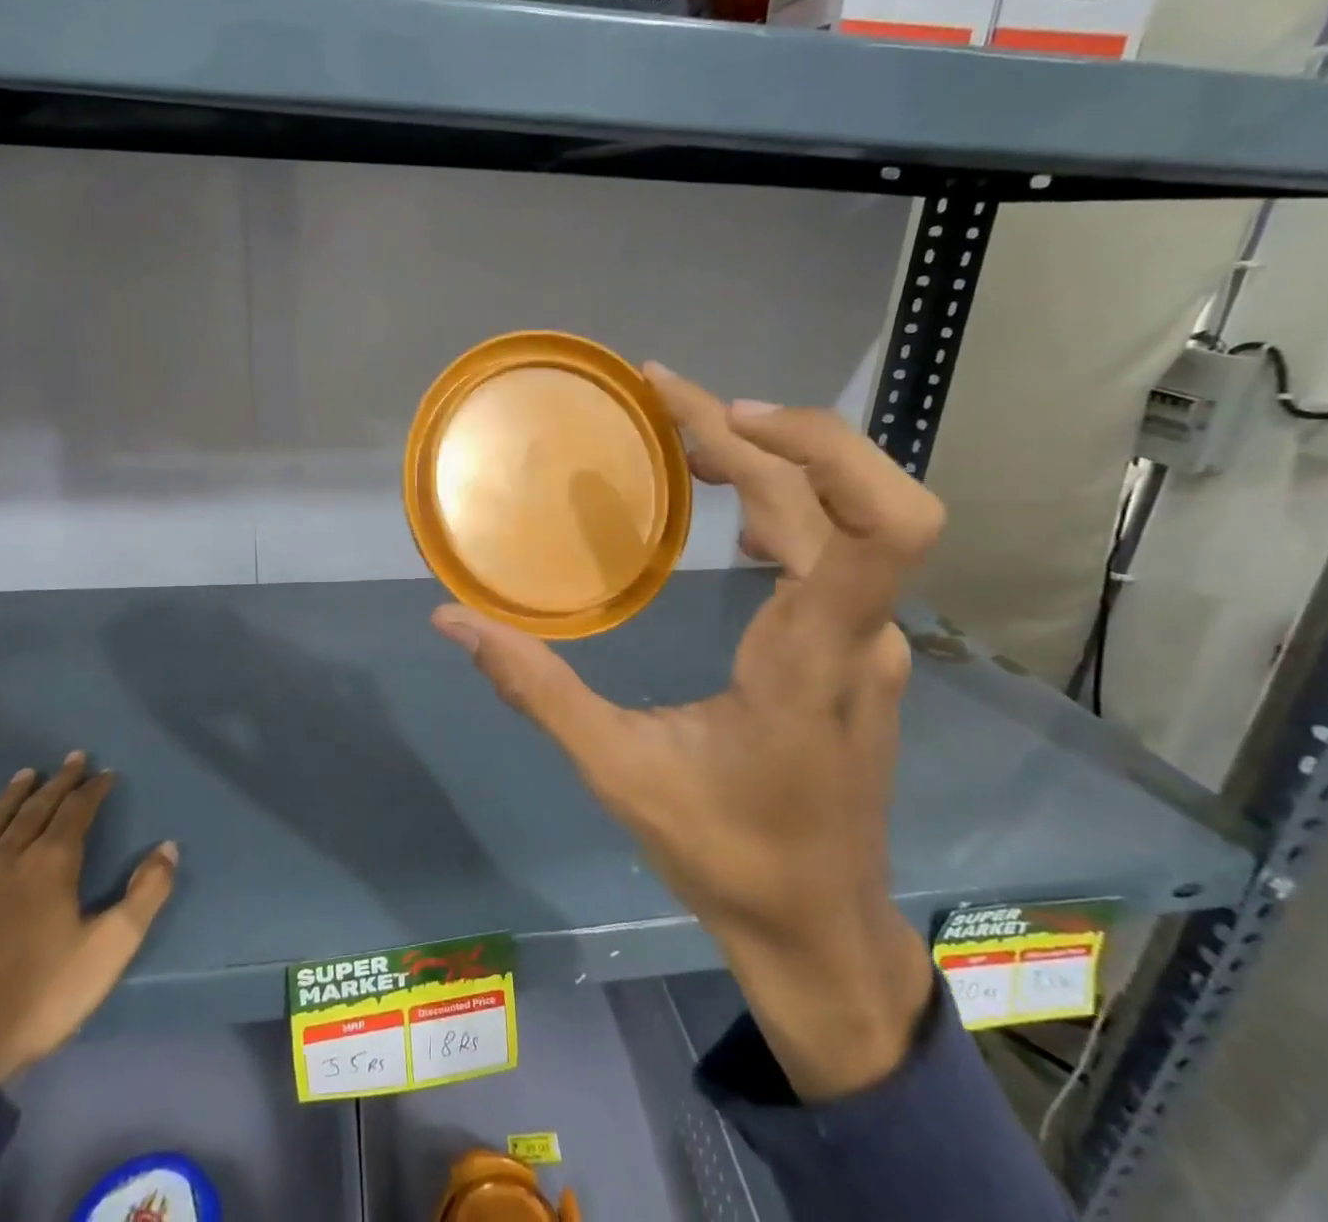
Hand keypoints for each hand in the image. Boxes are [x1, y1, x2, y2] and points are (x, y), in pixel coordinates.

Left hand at [0, 753, 177, 1085]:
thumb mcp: (108, 951)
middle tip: (72, 760)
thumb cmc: (33, 1003)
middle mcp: (0, 862)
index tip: (105, 773)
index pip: (76, 813)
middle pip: (32, 812)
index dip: (93, 790)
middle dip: (57, 783)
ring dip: (7, 800)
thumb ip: (145, 895)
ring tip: (23, 776)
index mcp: (48, 867)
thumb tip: (168, 846)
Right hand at [432, 365, 942, 1099]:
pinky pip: (834, 544)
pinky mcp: (856, 645)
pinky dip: (782, 497)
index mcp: (813, 655)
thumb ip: (534, 688)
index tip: (717, 415)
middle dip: (765, 428)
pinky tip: (723, 507)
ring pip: (846, 511)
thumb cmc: (727, 856)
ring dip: (773, 456)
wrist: (819, 928)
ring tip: (684, 436)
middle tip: (666, 398)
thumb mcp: (617, 772)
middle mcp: (860, 631)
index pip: (875, 523)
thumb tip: (452, 621)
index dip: (811, 446)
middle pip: (850, 493)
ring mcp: (868, 637)